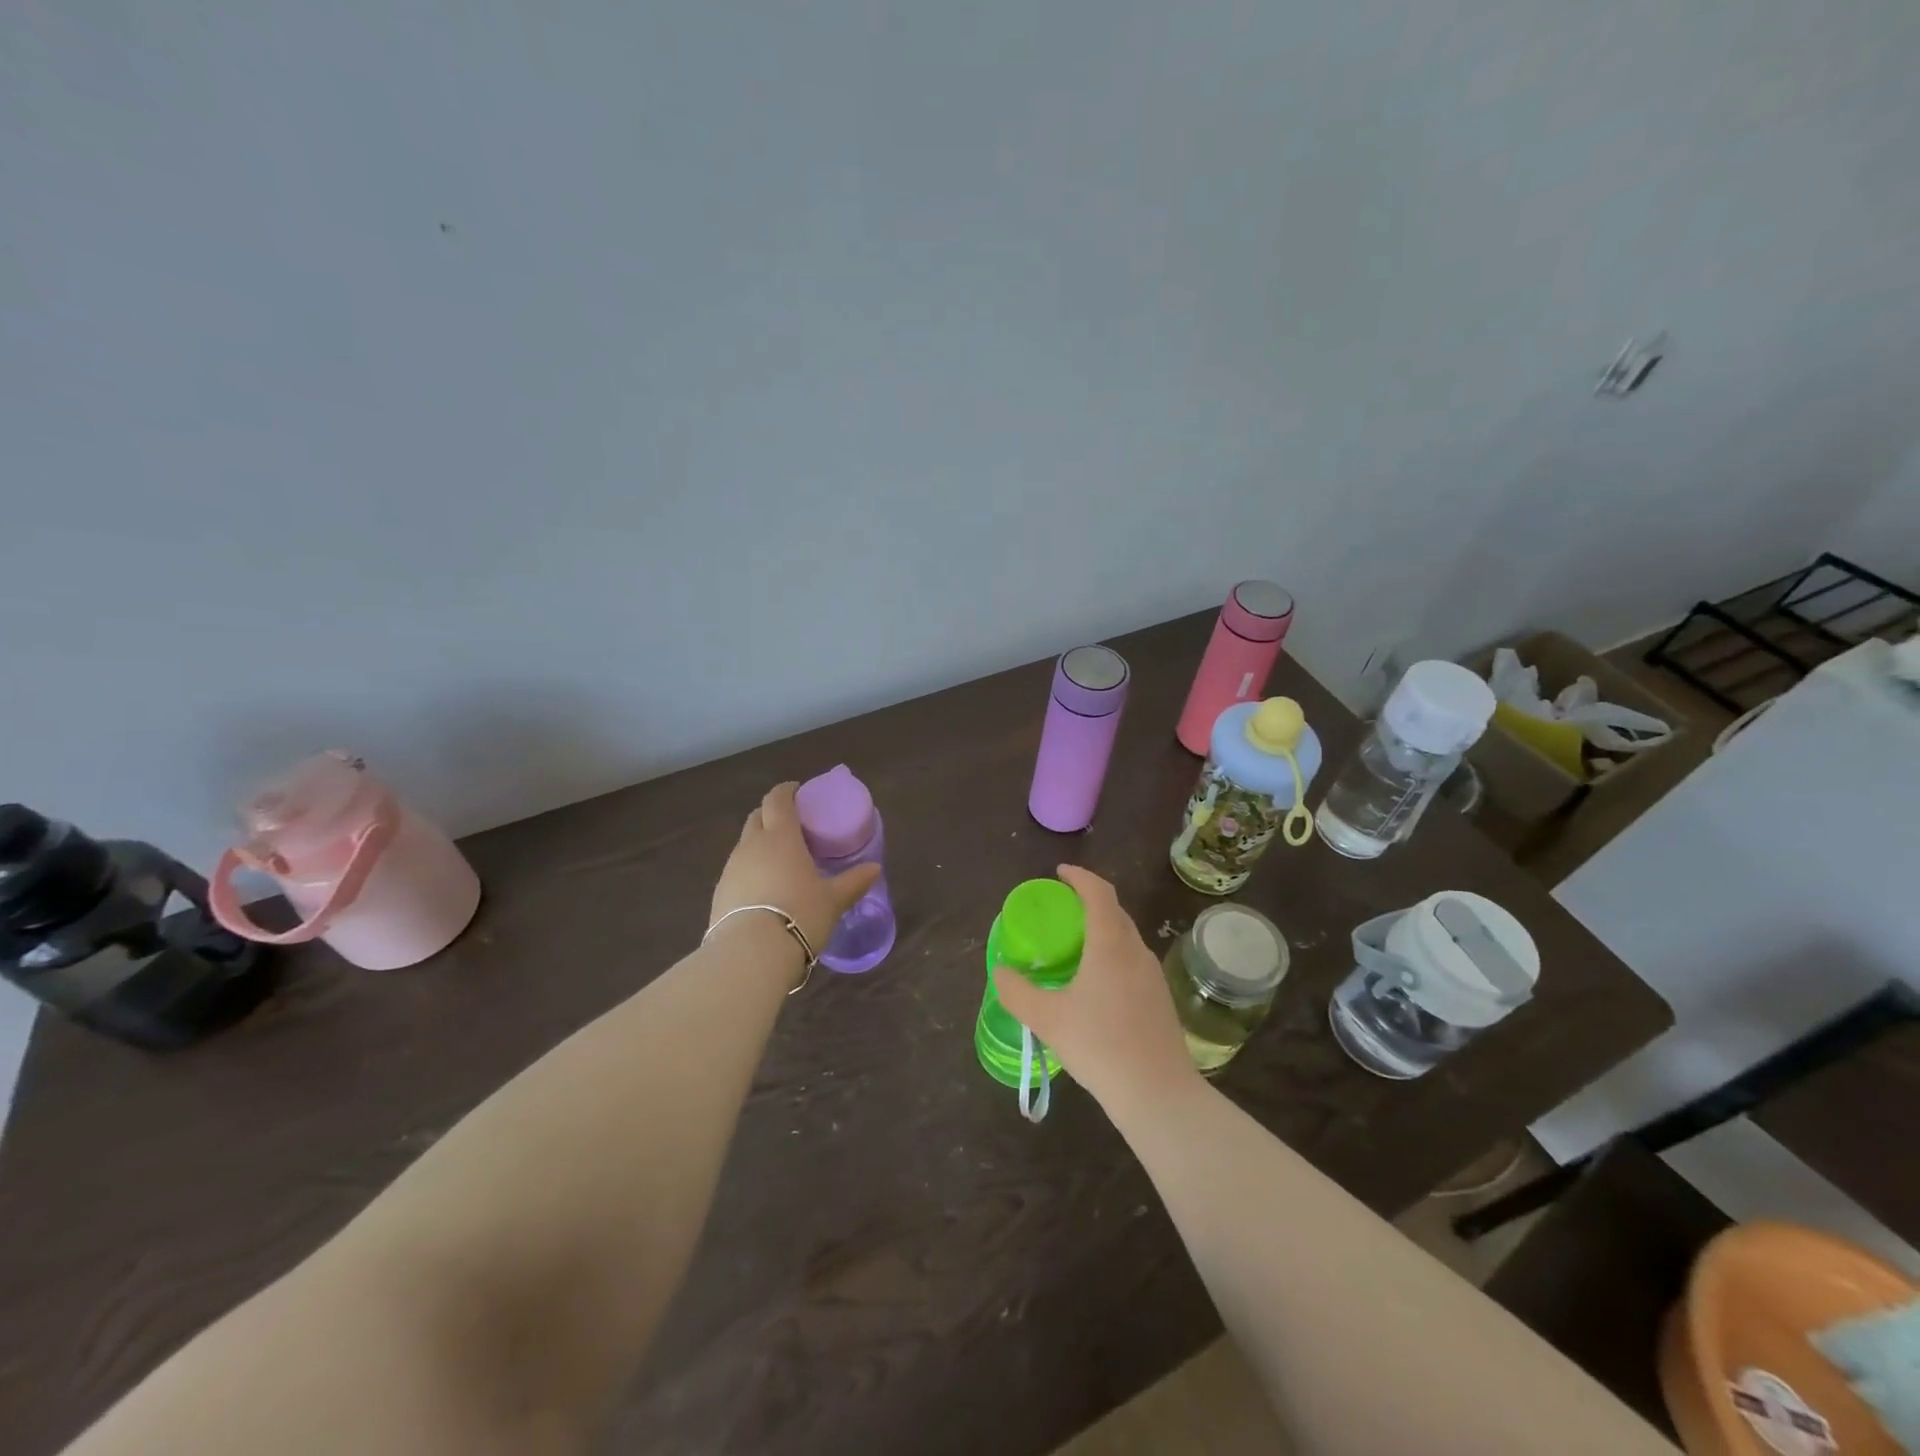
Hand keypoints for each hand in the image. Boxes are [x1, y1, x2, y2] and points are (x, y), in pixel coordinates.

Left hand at [711, 783, 880, 956]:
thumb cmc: (799, 915)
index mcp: (781, 837)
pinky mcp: (719, 893)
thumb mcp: (833, 900)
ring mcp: (731, 868)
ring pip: (745, 844)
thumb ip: (853, 882)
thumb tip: (874, 868)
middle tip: (792, 825)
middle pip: (757, 816)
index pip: (778, 800)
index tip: (797, 791)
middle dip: (772, 814)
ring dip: (760, 844)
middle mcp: (752, 846)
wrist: (750, 955)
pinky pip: (737, 870)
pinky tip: (764, 889)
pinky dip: (751, 870)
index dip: (786, 791)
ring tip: (780, 861)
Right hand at [991, 865, 1201, 1114]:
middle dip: (1089, 901)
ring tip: (1076, 944)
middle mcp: (1136, 950)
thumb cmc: (1100, 1046)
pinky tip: (1097, 983)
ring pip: (1126, 937)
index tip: (1060, 873)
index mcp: (1111, 944)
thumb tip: (1000, 972)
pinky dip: (1112, 954)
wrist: (1158, 1093)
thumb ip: (1018, 992)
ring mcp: (1152, 975)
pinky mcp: (1160, 998)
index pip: (1099, 892)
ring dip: (1102, 929)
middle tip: (1062, 909)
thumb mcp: (1048, 1019)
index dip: (1080, 877)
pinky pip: (1132, 960)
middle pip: (1114, 911)